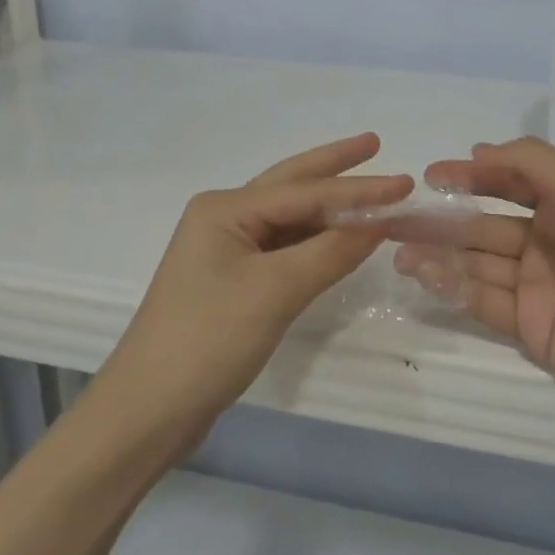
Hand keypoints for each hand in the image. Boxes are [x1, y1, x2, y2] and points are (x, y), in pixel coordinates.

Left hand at [98, 134, 410, 453]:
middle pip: (291, 186)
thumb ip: (331, 252)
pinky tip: (339, 238)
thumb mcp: (276, 291)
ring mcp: (224, 251)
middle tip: (375, 144)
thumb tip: (381, 221)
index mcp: (225, 209)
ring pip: (288, 219)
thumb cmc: (209, 340)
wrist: (149, 411)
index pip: (305, 192)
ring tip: (369, 191)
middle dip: (334, 167)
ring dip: (328, 207)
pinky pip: (283, 248)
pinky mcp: (231, 282)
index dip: (358, 188)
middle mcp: (223, 218)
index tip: (405, 182)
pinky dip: (315, 241)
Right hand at [393, 138, 554, 433]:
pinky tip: (425, 277)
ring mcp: (534, 285)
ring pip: (475, 263)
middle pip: (481, 225)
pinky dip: (453, 287)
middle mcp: (545, 241)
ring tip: (398, 253)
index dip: (468, 177)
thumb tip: (477, 151)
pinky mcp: (526, 326)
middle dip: (439, 221)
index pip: (506, 183)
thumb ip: (530, 162)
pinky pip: (482, 299)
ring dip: (438, 255)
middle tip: (393, 220)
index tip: (429, 177)